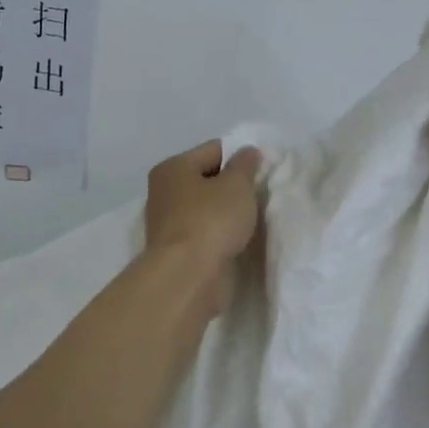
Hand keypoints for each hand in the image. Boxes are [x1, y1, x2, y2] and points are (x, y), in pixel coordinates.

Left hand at [144, 139, 263, 313]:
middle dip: (233, 185)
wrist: (189, 277)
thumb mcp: (237, 185)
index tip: (264, 169)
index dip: (240, 156)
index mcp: (173, 168)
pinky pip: (205, 232)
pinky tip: (238, 239)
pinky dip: (220, 233)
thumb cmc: (211, 220)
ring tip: (252, 218)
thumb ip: (245, 164)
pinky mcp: (177, 250)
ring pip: (206, 207)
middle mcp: (164, 192)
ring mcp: (168, 223)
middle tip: (259, 194)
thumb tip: (247, 151)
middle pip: (207, 179)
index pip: (213, 150)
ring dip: (227, 212)